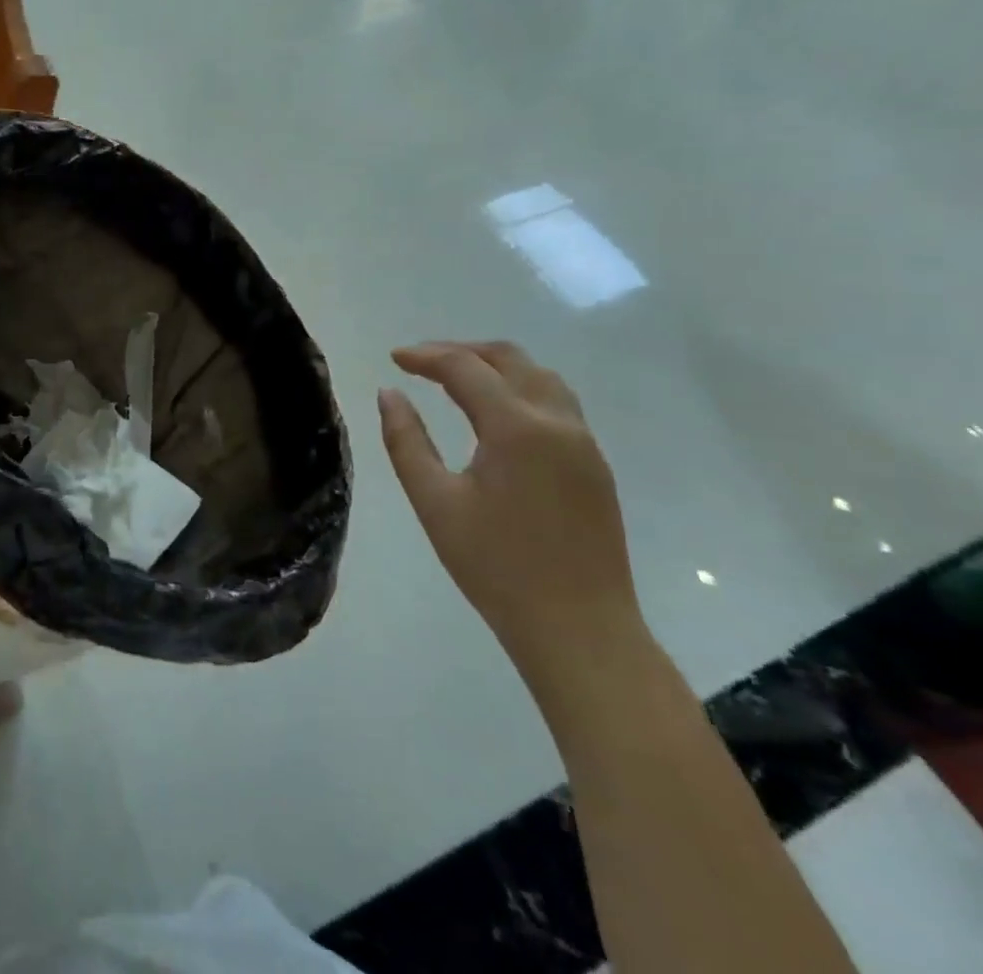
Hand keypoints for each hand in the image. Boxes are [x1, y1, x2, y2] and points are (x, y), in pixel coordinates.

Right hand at [378, 341, 643, 680]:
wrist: (580, 630)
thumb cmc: (497, 566)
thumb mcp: (435, 502)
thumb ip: (406, 441)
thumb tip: (389, 393)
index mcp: (517, 428)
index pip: (465, 368)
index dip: (425, 356)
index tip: (394, 358)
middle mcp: (558, 422)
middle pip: (510, 358)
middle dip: (461, 351)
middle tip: (421, 362)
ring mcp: (584, 443)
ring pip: (540, 376)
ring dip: (495, 366)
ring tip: (455, 378)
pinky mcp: (594, 465)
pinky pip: (556, 402)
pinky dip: (518, 388)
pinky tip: (494, 413)